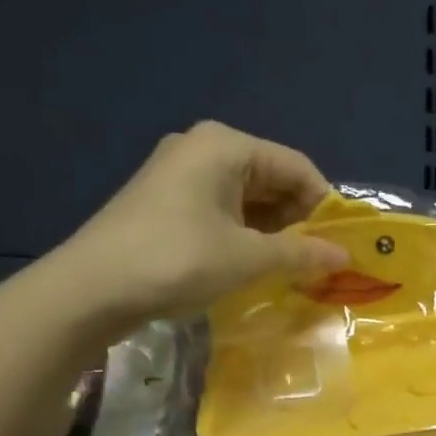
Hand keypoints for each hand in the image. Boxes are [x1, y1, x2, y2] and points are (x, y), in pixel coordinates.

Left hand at [44, 121, 349, 336]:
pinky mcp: (167, 201)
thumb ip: (302, 254)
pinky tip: (257, 264)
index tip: (344, 243)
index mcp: (226, 146)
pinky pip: (223, 210)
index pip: (297, 167)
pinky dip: (246, 235)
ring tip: (294, 268)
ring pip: (248, 198)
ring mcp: (180, 174)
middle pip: (272, 179)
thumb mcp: (248, 258)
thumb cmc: (176, 260)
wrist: (90, 289)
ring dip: (274, 231)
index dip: (325, 205)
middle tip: (321, 260)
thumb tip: (345, 257)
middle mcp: (203, 149)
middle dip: (300, 220)